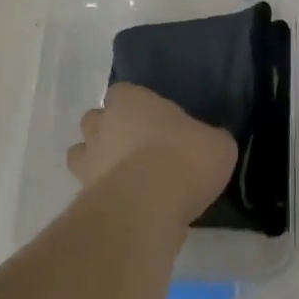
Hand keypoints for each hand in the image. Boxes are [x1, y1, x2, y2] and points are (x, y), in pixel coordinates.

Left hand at [68, 83, 237, 225]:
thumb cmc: (183, 159)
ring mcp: (88, 162)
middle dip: (108, 131)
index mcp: (131, 101)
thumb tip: (210, 144)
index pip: (122, 92)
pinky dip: (102, 196)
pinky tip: (126, 207)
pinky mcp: (84, 198)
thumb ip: (210, 140)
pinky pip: (89, 191)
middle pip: (94, 121)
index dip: (134, 105)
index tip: (152, 120)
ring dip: (97, 163)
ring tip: (125, 179)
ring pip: (81, 155)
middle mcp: (103, 125)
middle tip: (136, 148)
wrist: (149, 207)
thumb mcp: (217, 145)